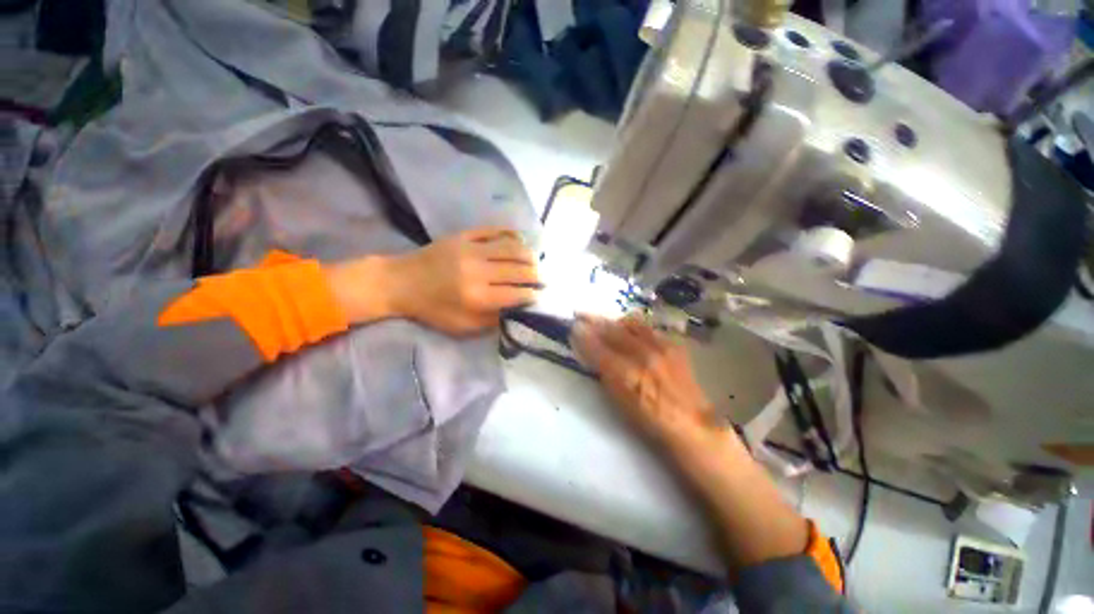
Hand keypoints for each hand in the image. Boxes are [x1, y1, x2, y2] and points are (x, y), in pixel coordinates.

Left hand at [381, 227, 539, 334]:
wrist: (400, 282)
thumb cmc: (432, 309)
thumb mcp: (461, 326)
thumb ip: (491, 320)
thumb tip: (516, 311)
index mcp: (476, 296)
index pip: (516, 294)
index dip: (532, 295)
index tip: (539, 296)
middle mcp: (478, 271)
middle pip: (518, 270)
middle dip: (536, 275)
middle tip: (543, 279)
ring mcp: (471, 249)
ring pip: (511, 248)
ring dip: (529, 255)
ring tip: (536, 261)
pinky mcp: (464, 235)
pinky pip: (494, 230)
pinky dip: (511, 234)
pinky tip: (521, 240)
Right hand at [571, 314, 719, 448]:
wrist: (690, 423)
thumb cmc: (649, 420)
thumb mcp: (619, 401)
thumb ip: (603, 373)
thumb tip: (589, 352)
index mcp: (627, 375)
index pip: (598, 348)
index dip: (583, 336)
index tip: (573, 328)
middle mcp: (643, 355)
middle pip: (613, 331)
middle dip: (593, 321)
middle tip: (580, 314)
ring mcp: (660, 347)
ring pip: (630, 323)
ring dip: (613, 320)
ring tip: (602, 319)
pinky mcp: (673, 344)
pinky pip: (647, 328)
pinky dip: (632, 325)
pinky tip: (626, 326)